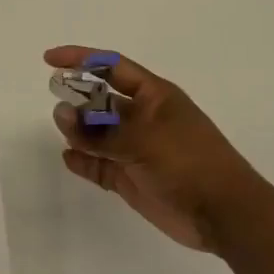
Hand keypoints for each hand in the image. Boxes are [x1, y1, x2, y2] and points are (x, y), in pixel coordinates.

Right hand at [44, 45, 264, 252]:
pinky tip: (68, 158)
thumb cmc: (189, 162)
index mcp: (154, 97)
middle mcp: (143, 119)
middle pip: (102, 100)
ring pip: (98, 134)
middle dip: (78, 98)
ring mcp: (137, 149)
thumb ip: (100, 131)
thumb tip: (61, 114)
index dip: (81, 59)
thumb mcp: (143, 140)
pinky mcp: (131, 178)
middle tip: (56, 102)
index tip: (50, 60)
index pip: (112, 67)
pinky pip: (100, 165)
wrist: (223, 214)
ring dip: (78, 130)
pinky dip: (84, 161)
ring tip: (62, 131)